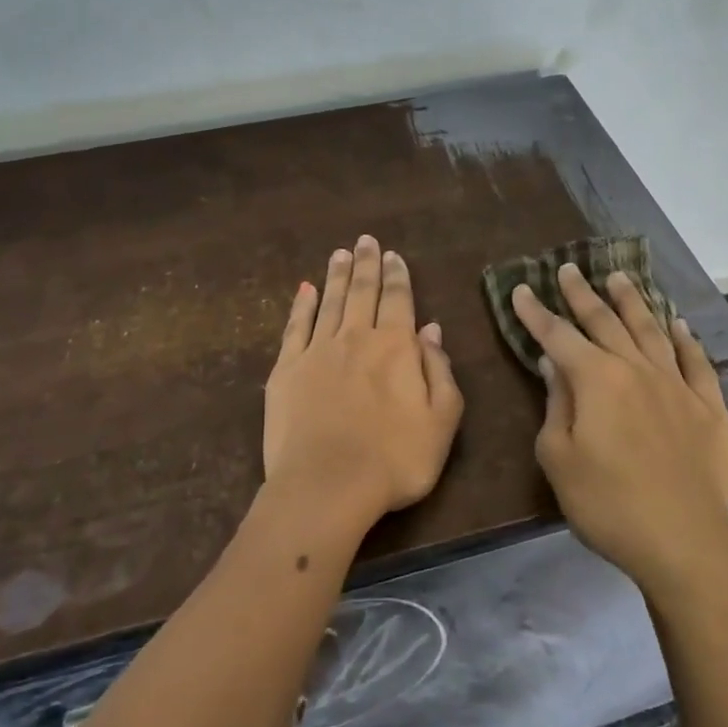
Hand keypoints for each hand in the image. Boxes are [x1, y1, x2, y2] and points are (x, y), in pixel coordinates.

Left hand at [263, 235, 463, 530]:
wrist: (327, 486)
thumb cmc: (395, 459)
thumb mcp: (442, 420)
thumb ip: (439, 371)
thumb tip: (431, 329)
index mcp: (396, 347)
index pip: (399, 300)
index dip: (397, 276)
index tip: (393, 255)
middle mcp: (356, 337)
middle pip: (362, 291)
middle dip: (366, 264)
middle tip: (366, 240)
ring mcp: (317, 351)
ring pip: (329, 302)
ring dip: (336, 276)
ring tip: (340, 253)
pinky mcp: (286, 370)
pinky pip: (295, 327)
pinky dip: (301, 306)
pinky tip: (305, 290)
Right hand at [511, 265, 727, 594]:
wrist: (684, 543)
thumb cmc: (608, 505)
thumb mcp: (559, 459)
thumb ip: (556, 404)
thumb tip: (554, 363)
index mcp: (596, 380)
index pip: (558, 335)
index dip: (536, 312)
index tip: (522, 288)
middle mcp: (637, 369)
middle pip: (605, 322)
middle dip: (582, 294)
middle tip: (569, 269)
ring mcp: (677, 385)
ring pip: (651, 330)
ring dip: (632, 302)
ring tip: (619, 277)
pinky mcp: (709, 408)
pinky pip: (696, 363)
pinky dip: (685, 339)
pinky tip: (678, 324)